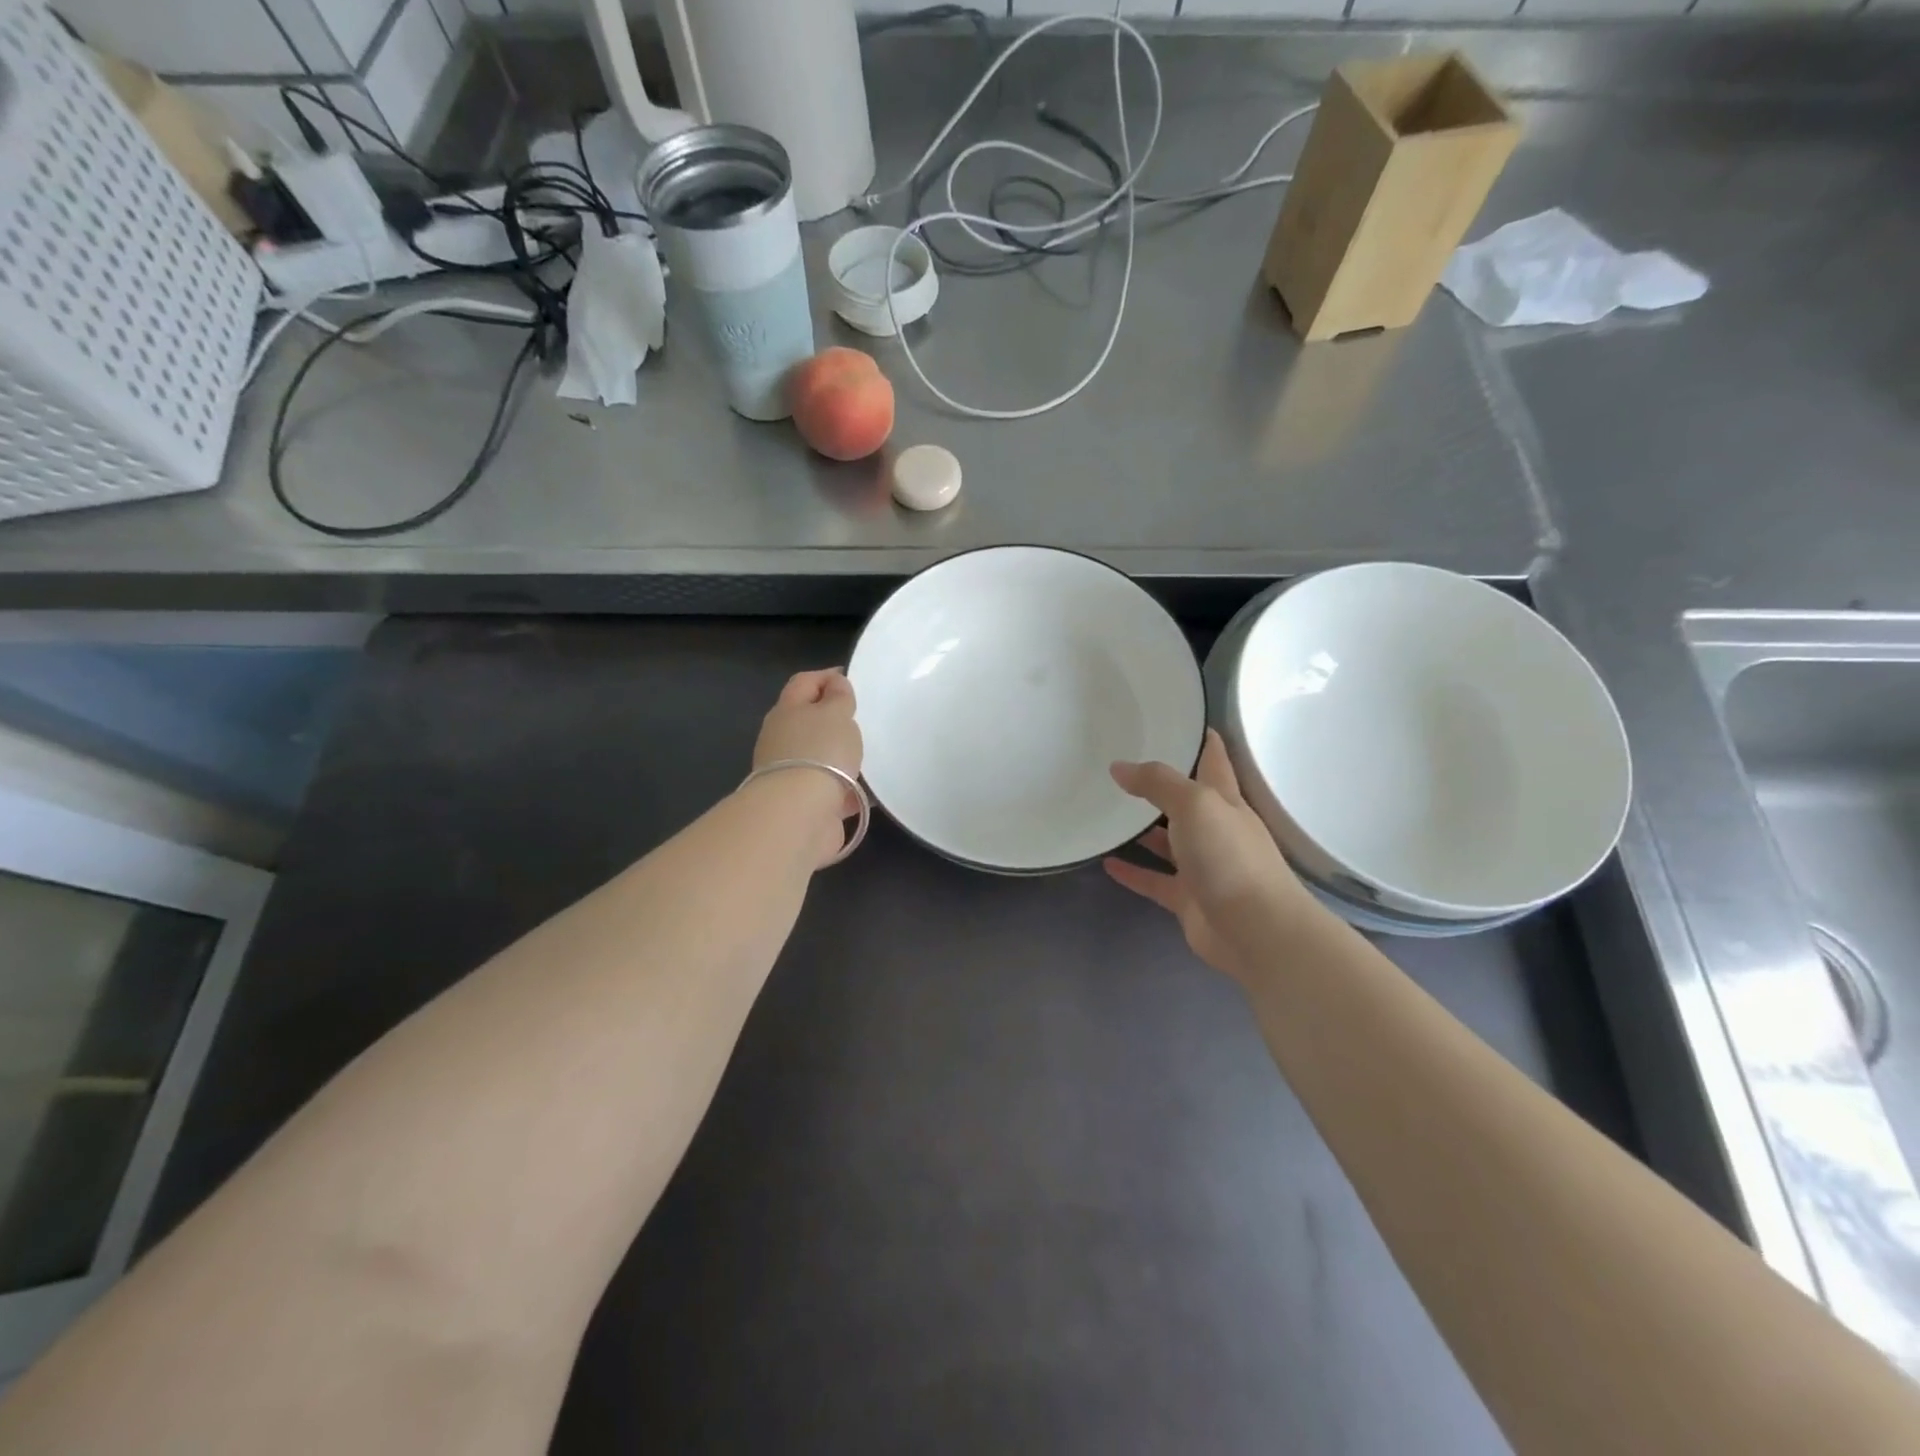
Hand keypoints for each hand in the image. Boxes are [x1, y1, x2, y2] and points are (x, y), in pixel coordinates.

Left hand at [751, 669, 864, 867]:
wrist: (800, 813)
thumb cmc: (820, 752)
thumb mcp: (836, 713)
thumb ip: (839, 697)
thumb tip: (835, 685)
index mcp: (787, 711)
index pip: (803, 683)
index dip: (825, 677)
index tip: (851, 679)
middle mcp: (783, 740)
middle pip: (809, 721)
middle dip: (834, 719)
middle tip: (864, 719)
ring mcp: (791, 773)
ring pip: (820, 756)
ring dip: (841, 756)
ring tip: (872, 756)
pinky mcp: (804, 802)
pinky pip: (831, 788)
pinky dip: (847, 788)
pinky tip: (869, 791)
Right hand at [1104, 729, 1327, 983]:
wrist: (1256, 931)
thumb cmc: (1230, 857)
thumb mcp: (1195, 805)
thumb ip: (1158, 783)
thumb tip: (1119, 767)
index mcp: (1225, 801)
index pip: (1214, 760)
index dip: (1202, 739)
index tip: (1180, 718)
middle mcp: (1215, 829)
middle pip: (1186, 800)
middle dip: (1161, 784)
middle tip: (1122, 765)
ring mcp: (1202, 866)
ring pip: (1168, 841)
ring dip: (1143, 829)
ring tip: (1107, 811)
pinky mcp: (1188, 899)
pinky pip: (1154, 880)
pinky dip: (1133, 872)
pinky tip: (1106, 862)